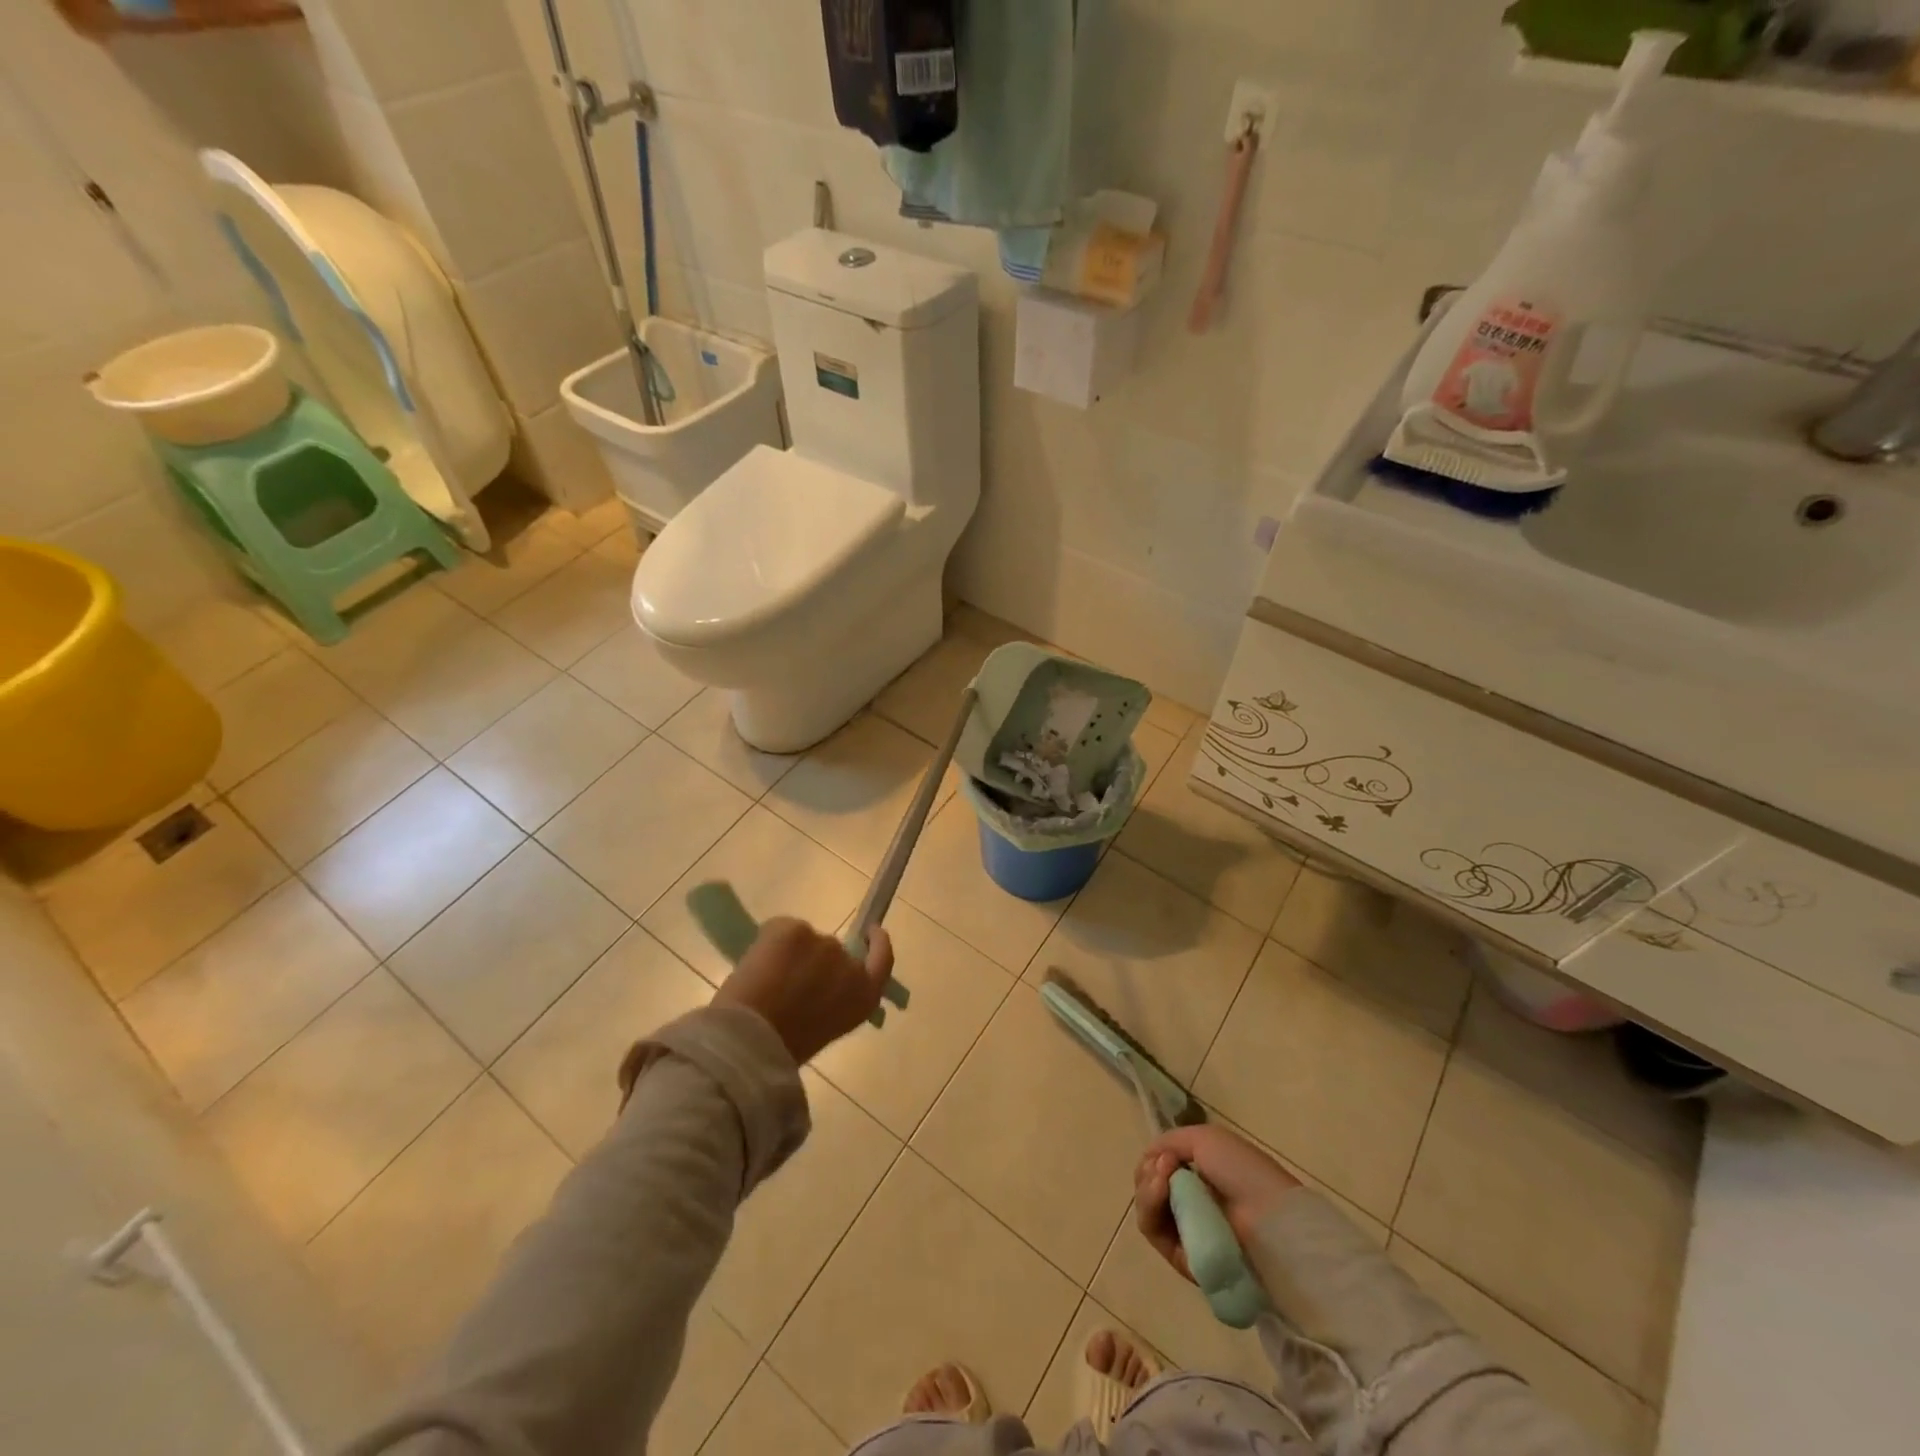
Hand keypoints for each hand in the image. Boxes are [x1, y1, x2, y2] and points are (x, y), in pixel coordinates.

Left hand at [712, 918, 893, 1065]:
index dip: (878, 943)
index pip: (883, 959)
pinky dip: (770, 944)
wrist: (751, 1038)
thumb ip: (833, 1000)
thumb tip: (817, 985)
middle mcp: (850, 965)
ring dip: (790, 954)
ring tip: (766, 980)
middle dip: (814, 960)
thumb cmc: (786, 1047)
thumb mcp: (826, 1027)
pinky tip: (755, 968)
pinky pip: (782, 930)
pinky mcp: (796, 929)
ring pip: (805, 941)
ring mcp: (823, 943)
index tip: (872, 931)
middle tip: (787, 979)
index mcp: (865, 996)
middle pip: (834, 951)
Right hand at [1134, 1124, 1299, 1281]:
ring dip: (1146, 1188)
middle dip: (1148, 1173)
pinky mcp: (1182, 1258)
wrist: (1268, 1217)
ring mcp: (1185, 1231)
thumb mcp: (1206, 1139)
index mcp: (1199, 1176)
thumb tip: (1150, 1158)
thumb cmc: (1242, 1172)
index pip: (1159, 1169)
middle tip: (1164, 1166)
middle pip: (1148, 1187)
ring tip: (1161, 1180)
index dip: (1154, 1159)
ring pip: (1146, 1208)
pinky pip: (1152, 1231)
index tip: (1166, 1155)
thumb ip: (1170, 1141)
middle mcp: (1190, 1203)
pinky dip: (1149, 1208)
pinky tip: (1160, 1191)